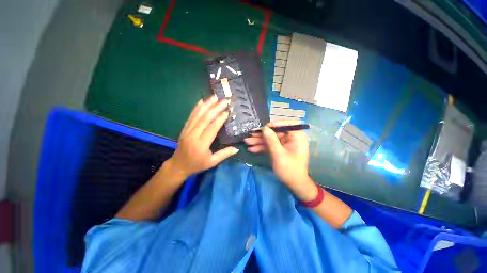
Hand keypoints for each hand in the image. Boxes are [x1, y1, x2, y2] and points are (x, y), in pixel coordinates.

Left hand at [165, 95, 238, 179]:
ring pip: (197, 115)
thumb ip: (224, 154)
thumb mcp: (212, 162)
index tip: (227, 111)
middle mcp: (193, 135)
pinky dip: (196, 108)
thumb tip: (237, 149)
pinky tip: (201, 101)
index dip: (220, 119)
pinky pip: (191, 116)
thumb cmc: (197, 164)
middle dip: (215, 108)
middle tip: (224, 100)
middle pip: (205, 119)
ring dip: (207, 105)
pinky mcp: (184, 129)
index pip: (212, 128)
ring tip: (214, 97)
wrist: (178, 166)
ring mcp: (187, 131)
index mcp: (201, 145)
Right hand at [244, 120, 309, 186]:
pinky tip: (252, 149)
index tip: (264, 128)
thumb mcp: (279, 155)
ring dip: (259, 141)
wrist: (294, 185)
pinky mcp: (280, 149)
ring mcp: (285, 144)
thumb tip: (264, 128)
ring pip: (271, 139)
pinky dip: (262, 147)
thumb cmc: (289, 170)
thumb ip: (271, 141)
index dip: (275, 124)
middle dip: (262, 135)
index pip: (287, 124)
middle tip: (249, 135)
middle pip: (275, 132)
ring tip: (247, 142)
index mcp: (296, 136)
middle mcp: (291, 138)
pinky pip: (270, 145)